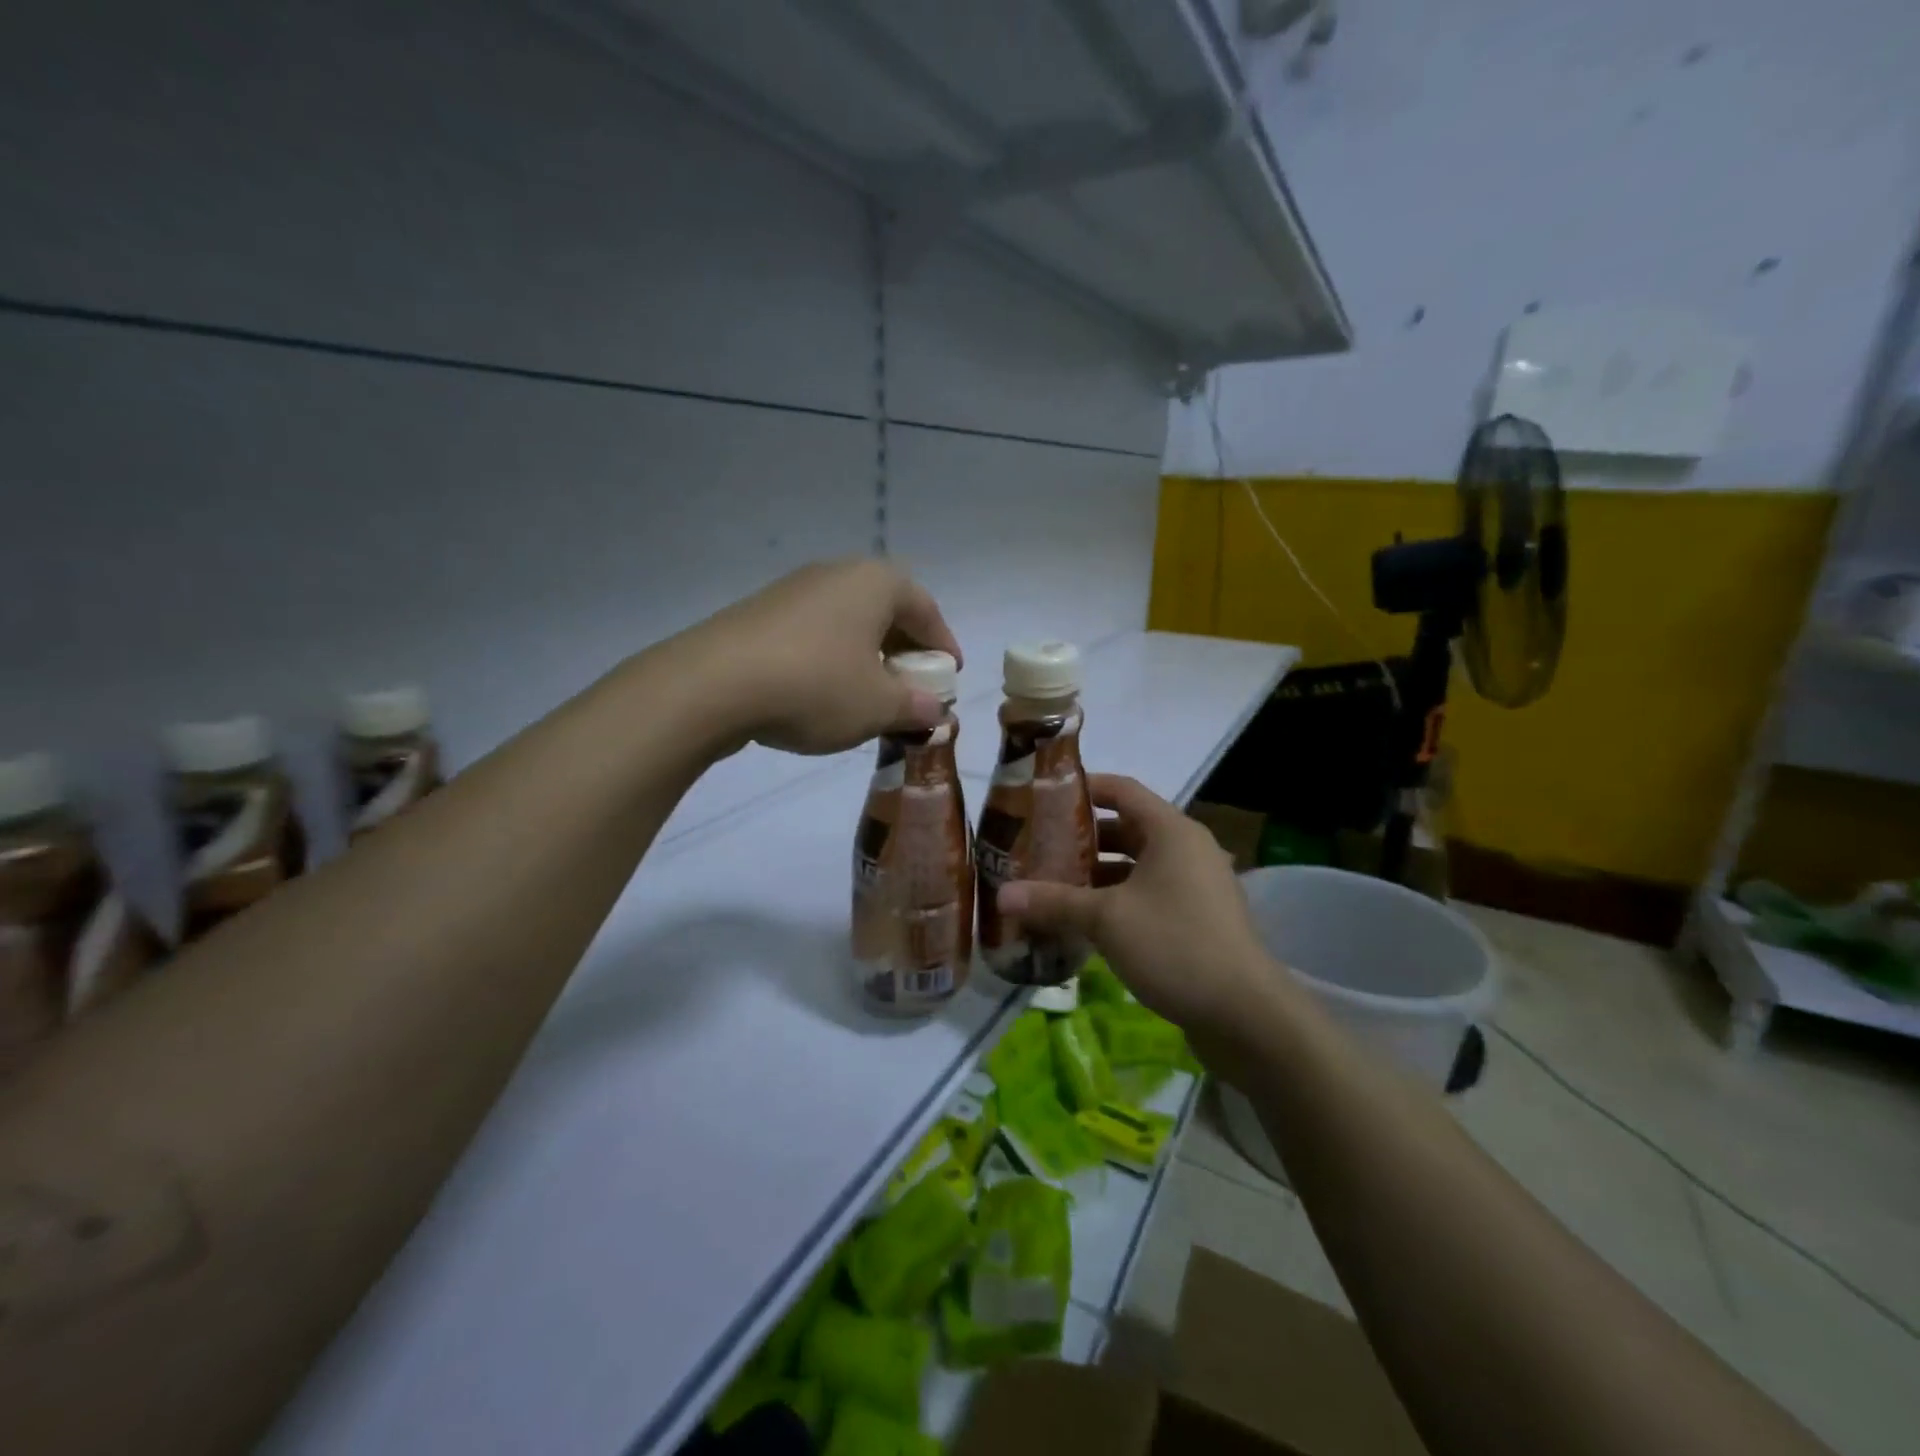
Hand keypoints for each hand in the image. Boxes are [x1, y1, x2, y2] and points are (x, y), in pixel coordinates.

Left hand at [678, 559, 962, 756]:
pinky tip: (824, 694)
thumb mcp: (878, 706)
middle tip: (913, 685)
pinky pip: (814, 633)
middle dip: (904, 650)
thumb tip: (936, 712)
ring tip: (870, 694)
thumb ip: (916, 707)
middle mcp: (836, 574)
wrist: (713, 685)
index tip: (949, 677)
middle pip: (885, 610)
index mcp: (875, 583)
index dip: (943, 645)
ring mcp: (793, 590)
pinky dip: (832, 658)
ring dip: (867, 655)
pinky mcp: (760, 614)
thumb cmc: (816, 687)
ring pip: (848, 622)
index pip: (925, 609)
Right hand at [996, 775, 1277, 1041]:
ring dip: (1097, 876)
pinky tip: (1084, 924)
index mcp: (1171, 831)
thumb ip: (1054, 902)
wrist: (1246, 1014)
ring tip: (1051, 887)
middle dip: (1082, 839)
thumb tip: (1001, 895)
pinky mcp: (1198, 920)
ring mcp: (1196, 886)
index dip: (1082, 788)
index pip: (1121, 790)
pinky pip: (1149, 896)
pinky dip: (1117, 902)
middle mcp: (1187, 850)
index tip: (1043, 798)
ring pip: (1136, 867)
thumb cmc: (1175, 945)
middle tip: (1037, 849)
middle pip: (1126, 829)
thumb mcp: (1106, 920)